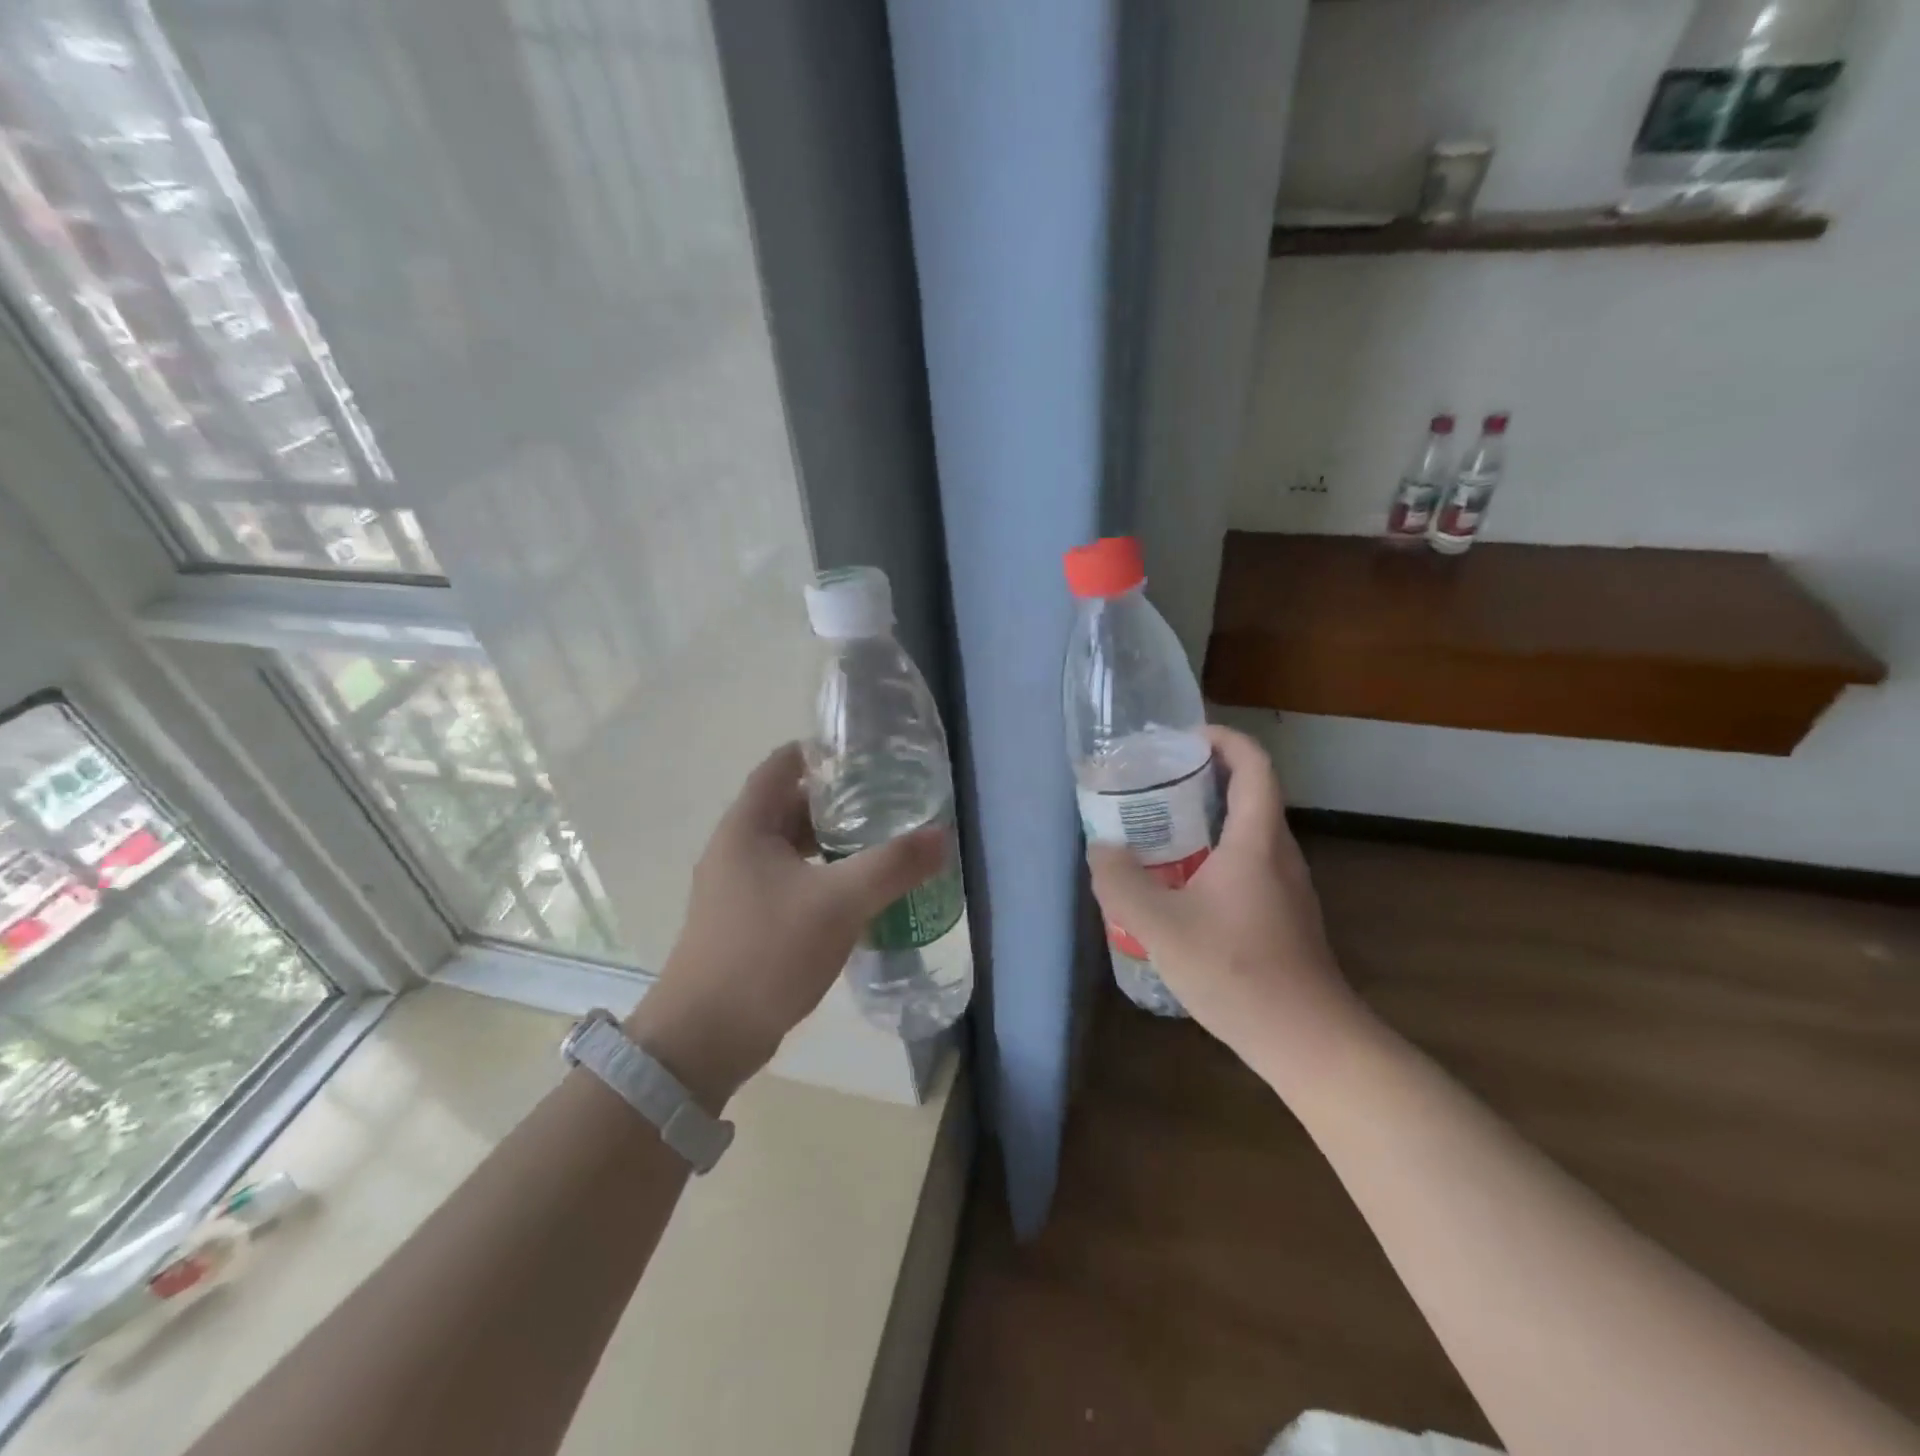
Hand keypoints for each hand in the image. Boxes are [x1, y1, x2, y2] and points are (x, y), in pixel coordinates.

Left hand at [626, 743, 945, 1106]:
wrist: (705, 1038)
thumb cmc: (766, 953)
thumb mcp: (838, 903)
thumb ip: (892, 866)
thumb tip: (941, 836)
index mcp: (747, 827)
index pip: (783, 764)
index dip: (822, 753)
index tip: (868, 756)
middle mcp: (736, 848)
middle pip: (790, 805)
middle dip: (839, 801)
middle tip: (890, 801)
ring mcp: (738, 886)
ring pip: (792, 847)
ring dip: (832, 843)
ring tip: (882, 843)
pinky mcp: (746, 920)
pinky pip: (790, 881)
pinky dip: (822, 876)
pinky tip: (857, 893)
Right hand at [1087, 726, 1373, 1086]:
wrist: (1307, 1040)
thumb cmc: (1237, 971)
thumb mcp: (1160, 925)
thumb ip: (1121, 882)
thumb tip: (1101, 849)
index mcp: (1256, 840)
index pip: (1253, 765)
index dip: (1223, 740)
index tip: (1183, 739)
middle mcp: (1278, 853)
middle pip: (1250, 793)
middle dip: (1204, 777)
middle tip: (1155, 784)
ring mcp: (1286, 886)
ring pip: (1248, 832)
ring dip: (1208, 818)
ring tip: (1159, 831)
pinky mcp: (1284, 914)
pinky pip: (1248, 864)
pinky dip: (1215, 854)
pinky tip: (1181, 887)